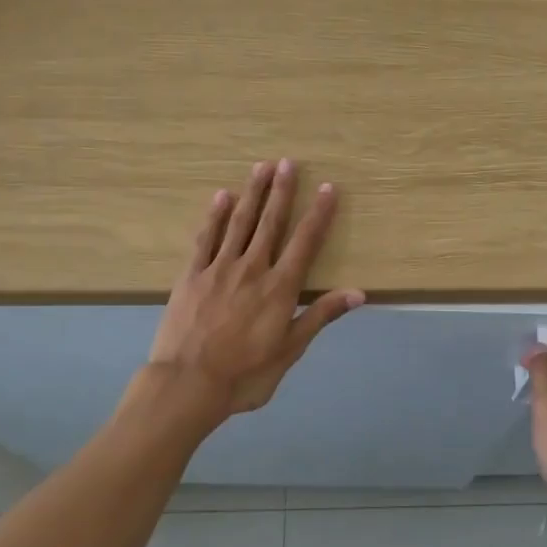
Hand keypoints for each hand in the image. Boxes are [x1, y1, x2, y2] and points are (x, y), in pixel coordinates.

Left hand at [144, 159, 363, 429]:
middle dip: (282, 191)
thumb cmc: (245, 375)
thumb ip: (321, 316)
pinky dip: (215, 216)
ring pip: (240, 222)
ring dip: (252, 193)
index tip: (327, 188)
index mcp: (280, 288)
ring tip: (261, 166)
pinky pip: (205, 238)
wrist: (187, 385)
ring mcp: (219, 268)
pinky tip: (222, 196)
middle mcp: (252, 269)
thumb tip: (358, 292)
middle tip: (288, 162)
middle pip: (271, 222)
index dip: (318, 214)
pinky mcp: (191, 274)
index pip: (305, 242)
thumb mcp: (290, 350)